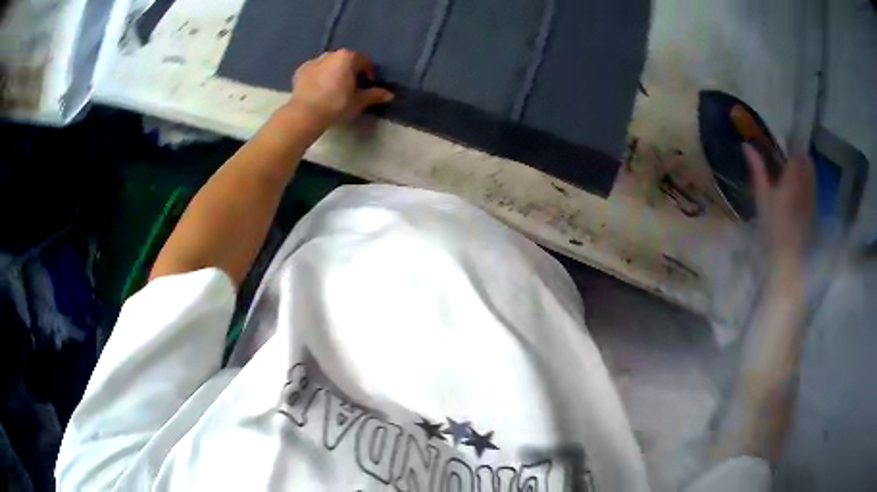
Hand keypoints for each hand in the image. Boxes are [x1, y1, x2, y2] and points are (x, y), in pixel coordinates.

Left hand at [286, 49, 393, 129]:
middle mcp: (330, 54)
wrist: (305, 114)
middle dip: (350, 70)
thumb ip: (374, 95)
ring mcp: (313, 61)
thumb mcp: (358, 101)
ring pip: (329, 64)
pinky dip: (318, 76)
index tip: (367, 85)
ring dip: (333, 72)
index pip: (363, 60)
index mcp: (347, 57)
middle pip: (345, 60)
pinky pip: (314, 70)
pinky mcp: (300, 70)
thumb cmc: (336, 105)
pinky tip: (319, 89)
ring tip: (334, 88)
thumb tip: (389, 95)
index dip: (368, 72)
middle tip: (351, 87)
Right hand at [744, 144, 815, 265]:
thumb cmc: (773, 225)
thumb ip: (757, 168)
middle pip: (806, 159)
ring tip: (793, 173)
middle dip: (798, 154)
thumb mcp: (762, 195)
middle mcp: (806, 182)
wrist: (789, 255)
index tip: (783, 141)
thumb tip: (746, 145)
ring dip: (804, 167)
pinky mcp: (814, 207)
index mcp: (793, 176)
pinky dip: (807, 181)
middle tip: (787, 157)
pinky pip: (813, 185)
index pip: (796, 150)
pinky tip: (798, 191)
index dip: (791, 142)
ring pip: (811, 172)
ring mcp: (812, 195)